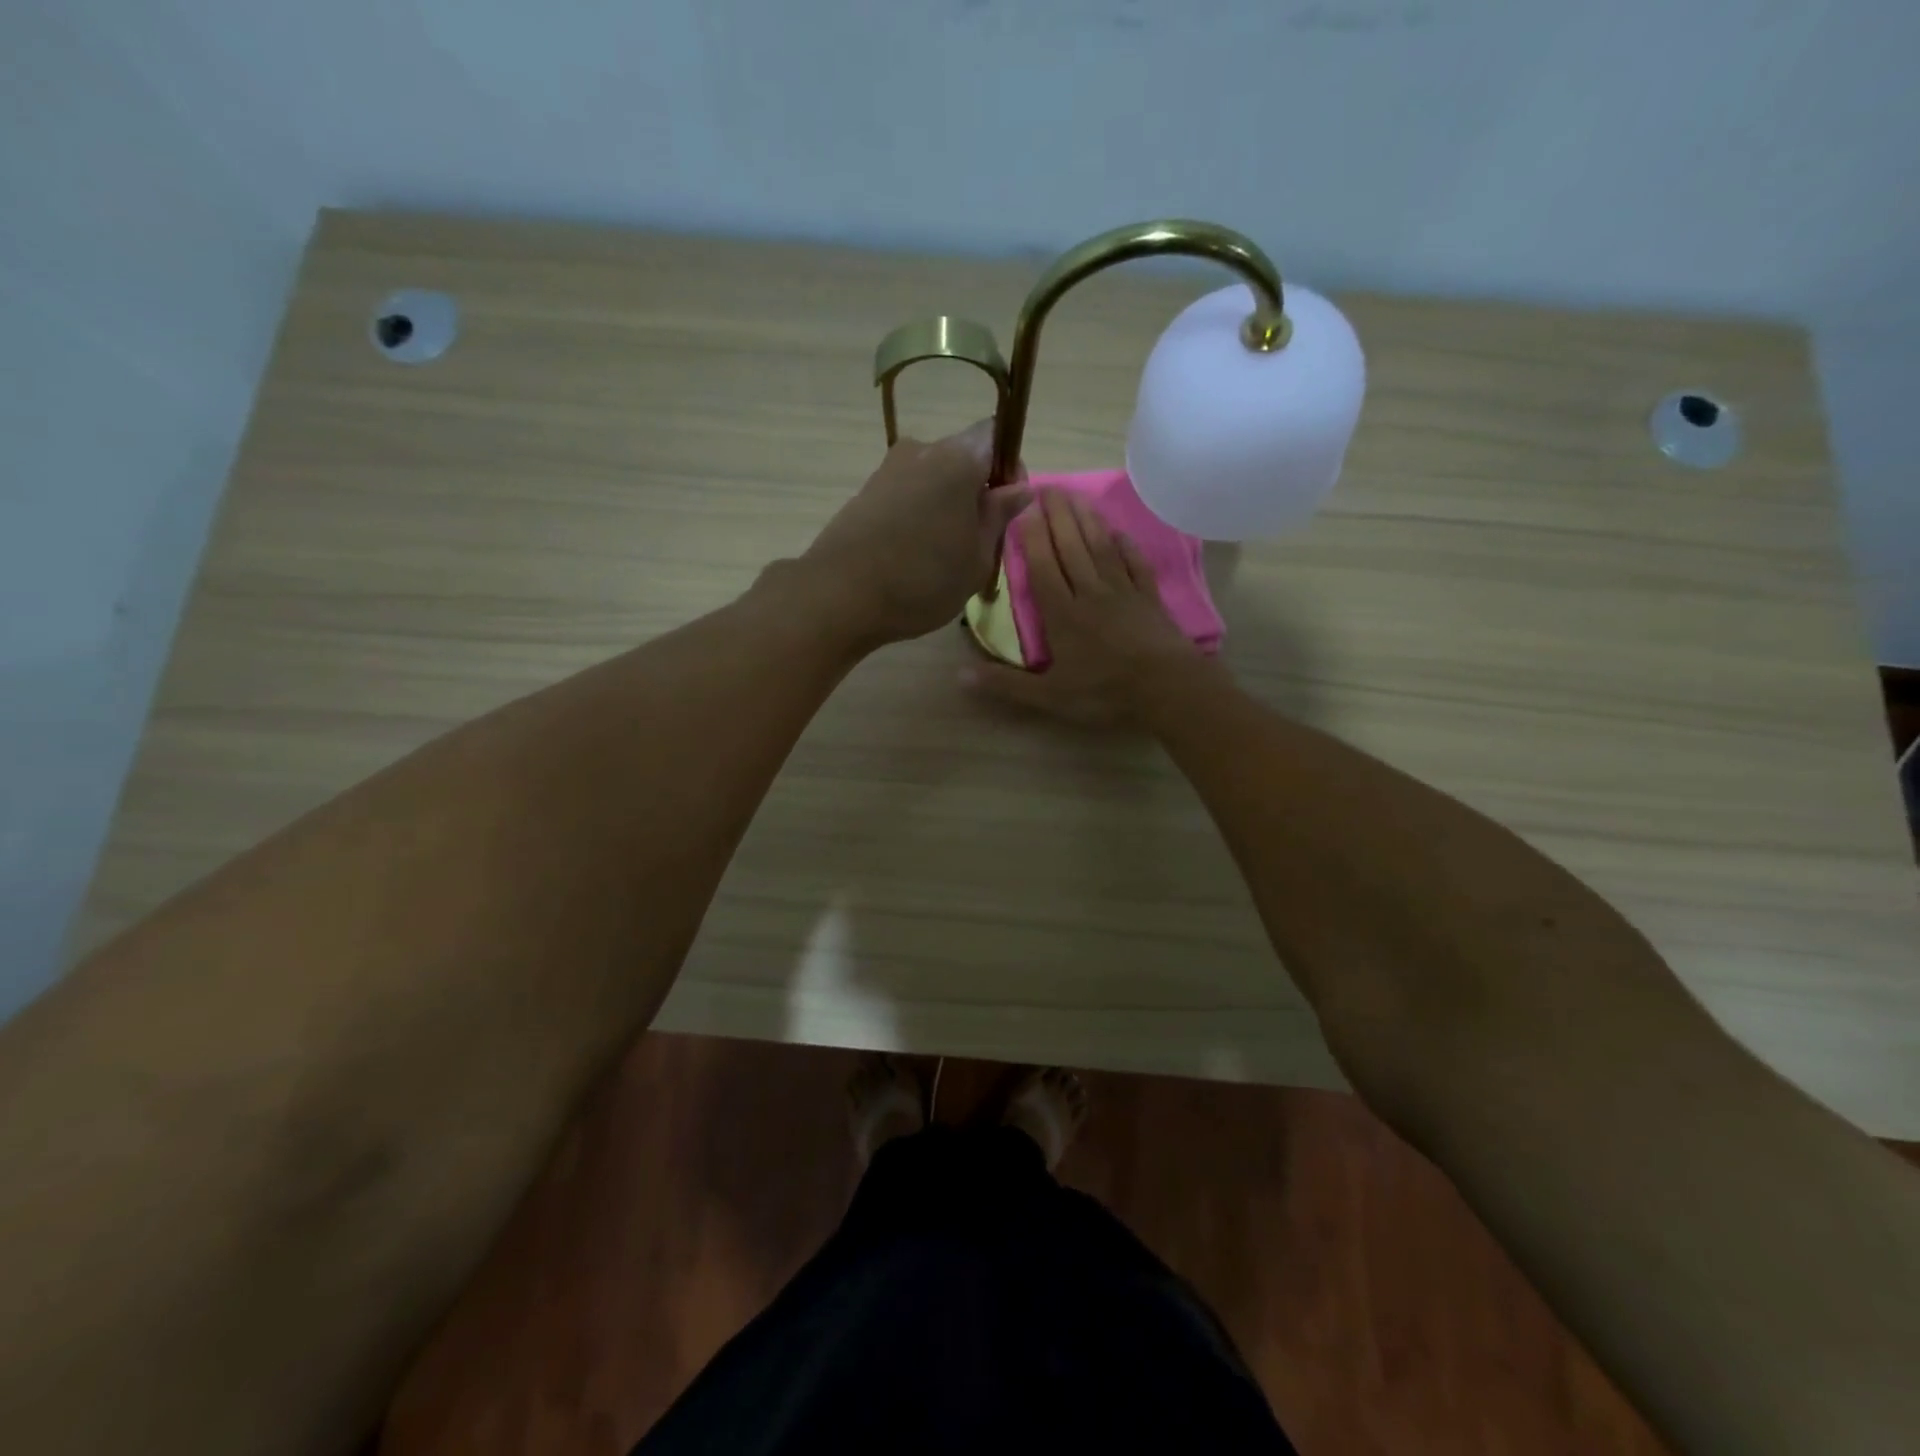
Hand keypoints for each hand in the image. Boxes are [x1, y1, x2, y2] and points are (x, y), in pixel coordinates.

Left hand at [799, 420, 1030, 645]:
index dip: (1008, 467)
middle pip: (963, 456)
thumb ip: (999, 516)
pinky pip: (907, 494)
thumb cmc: (922, 580)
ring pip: (933, 477)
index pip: (996, 436)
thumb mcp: (977, 558)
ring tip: (944, 554)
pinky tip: (913, 554)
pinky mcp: (865, 493)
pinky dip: (918, 515)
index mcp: (958, 458)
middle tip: (979, 541)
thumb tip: (1018, 487)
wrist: (839, 596)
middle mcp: (921, 450)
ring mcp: (888, 470)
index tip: (1006, 508)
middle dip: (977, 491)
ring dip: (946, 505)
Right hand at [962, 487, 1199, 725]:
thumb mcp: (1049, 696)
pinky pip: (1135, 563)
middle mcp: (1090, 592)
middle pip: (1071, 546)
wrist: (1167, 688)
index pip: (1042, 566)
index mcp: (1062, 614)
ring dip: (1086, 520)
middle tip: (1047, 485)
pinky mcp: (1149, 597)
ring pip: (1100, 547)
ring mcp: (1123, 591)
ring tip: (1075, 494)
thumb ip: (1005, 683)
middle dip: (1057, 515)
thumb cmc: (1104, 692)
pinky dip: (1126, 545)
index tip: (1024, 507)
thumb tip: (959, 674)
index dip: (1032, 536)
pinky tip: (1118, 532)